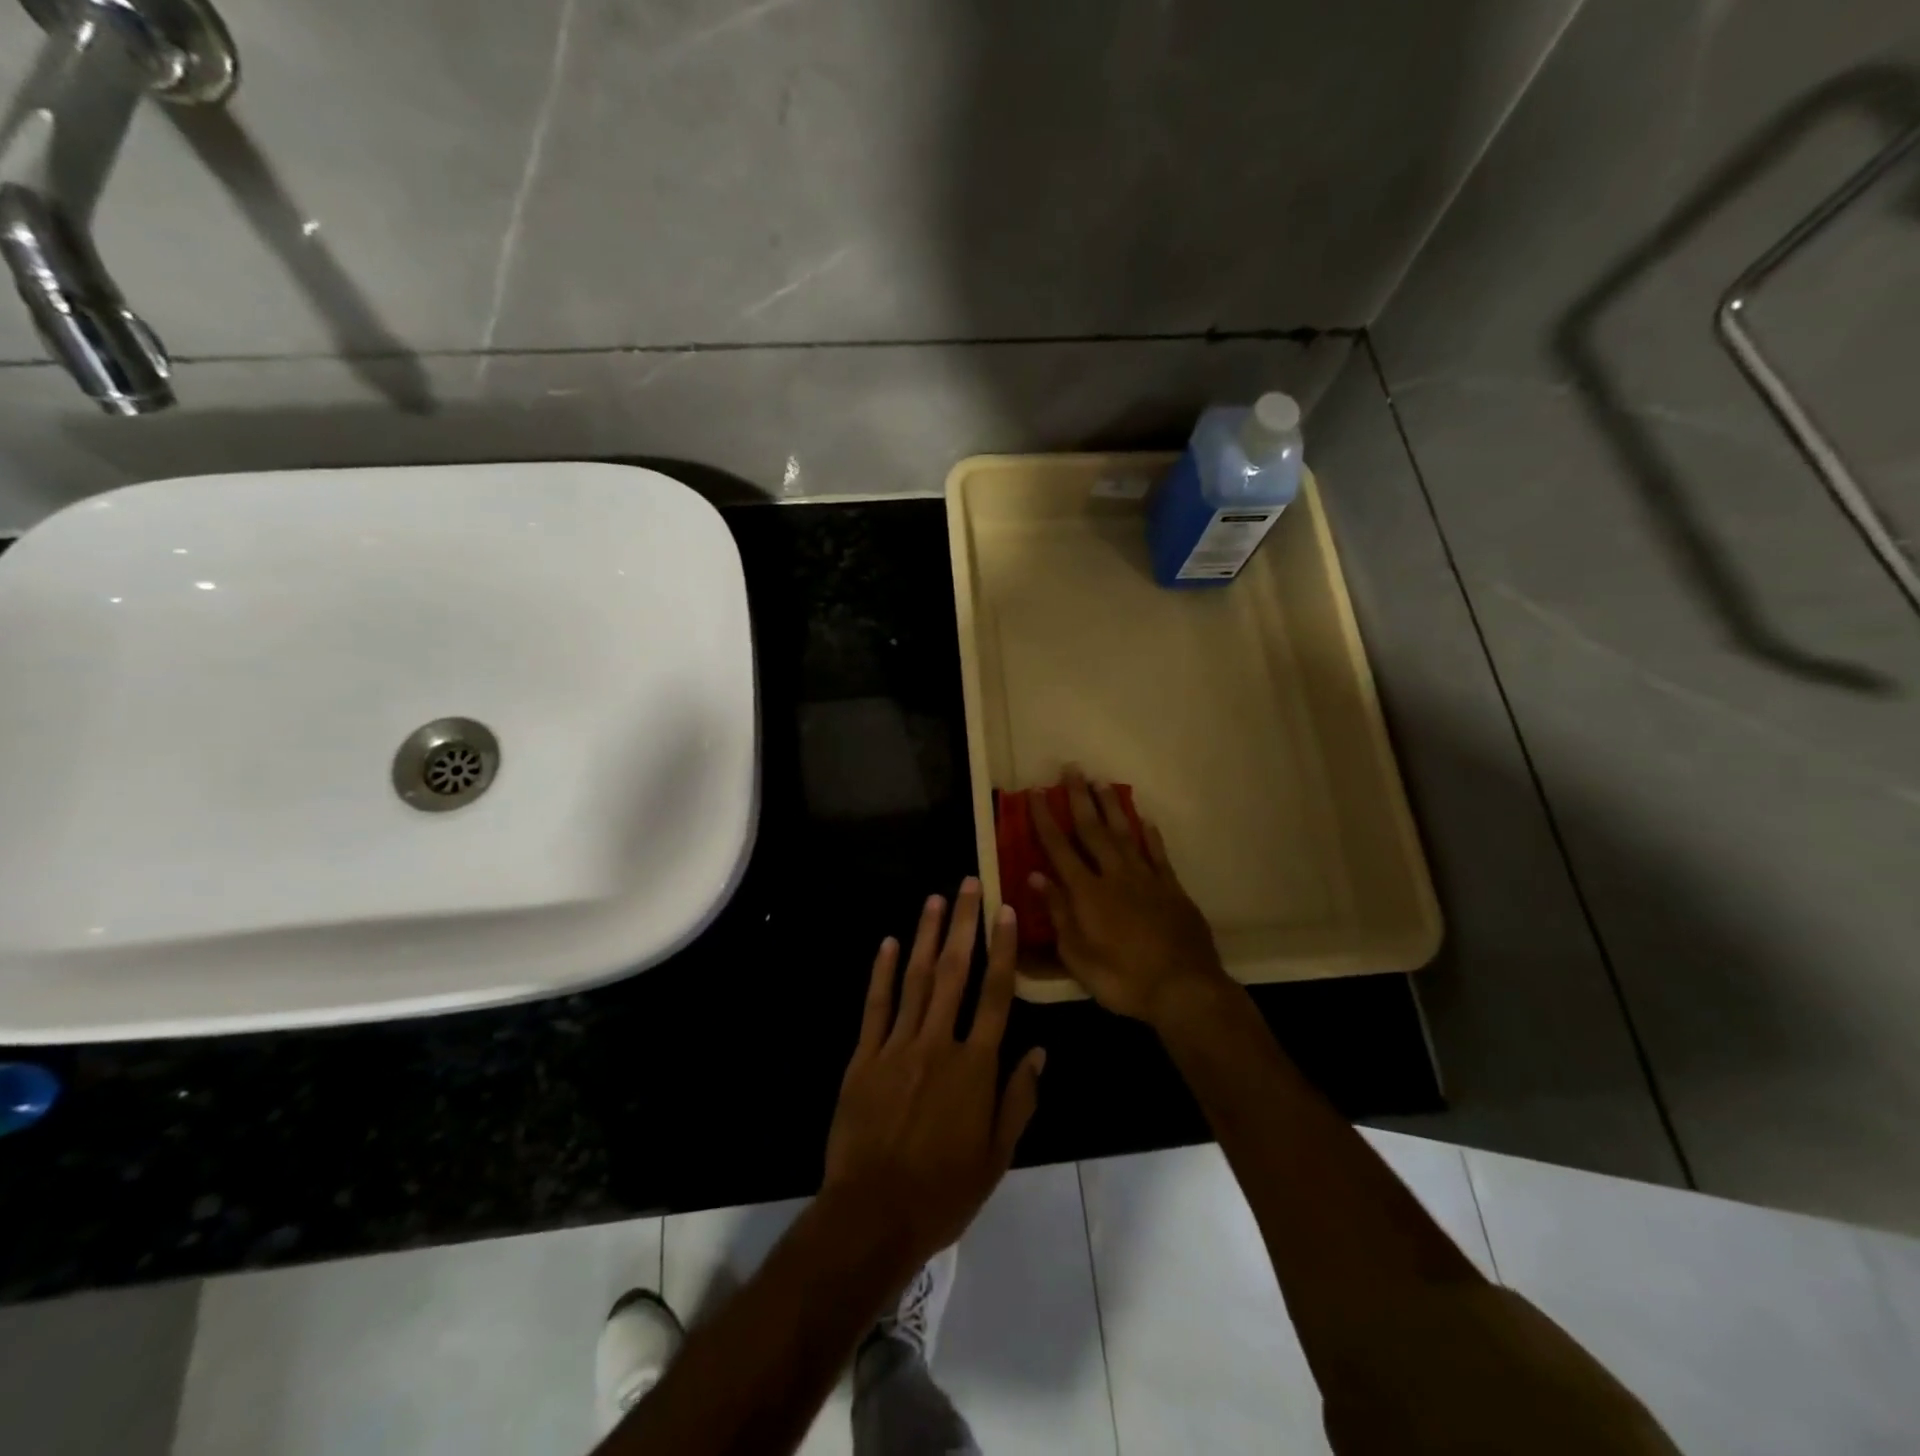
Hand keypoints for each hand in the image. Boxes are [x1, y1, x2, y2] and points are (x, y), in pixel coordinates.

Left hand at [823, 879, 1044, 1267]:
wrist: (873, 1215)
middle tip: (968, 884)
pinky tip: (887, 942)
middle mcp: (938, 1043)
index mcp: (975, 1067)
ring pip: (914, 978)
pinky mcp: (864, 1057)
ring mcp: (897, 1046)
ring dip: (925, 936)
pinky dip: (881, 972)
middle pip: (953, 972)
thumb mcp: (997, 1156)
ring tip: (935, 899)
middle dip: (963, 924)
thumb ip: (1019, 1100)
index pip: (995, 995)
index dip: (1002, 950)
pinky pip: (875, 1006)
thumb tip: (1039, 1052)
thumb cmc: (944, 1191)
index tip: (1006, 912)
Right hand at [1029, 769, 1229, 1024]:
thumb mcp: (1078, 957)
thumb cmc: (1123, 979)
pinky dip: (1150, 835)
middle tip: (1072, 768)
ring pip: (1126, 833)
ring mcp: (1147, 879)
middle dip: (1080, 798)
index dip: (1046, 818)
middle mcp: (1115, 875)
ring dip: (1112, 806)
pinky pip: (1158, 854)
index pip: (1059, 848)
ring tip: (1102, 781)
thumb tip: (1036, 877)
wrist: (1184, 990)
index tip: (1037, 792)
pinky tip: (1146, 819)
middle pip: (1093, 830)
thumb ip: (1058, 913)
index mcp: (1087, 893)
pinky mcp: (1173, 888)